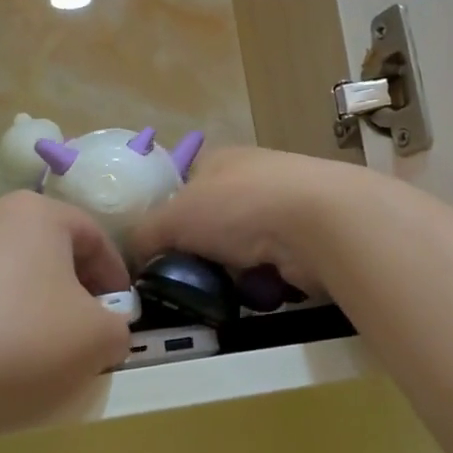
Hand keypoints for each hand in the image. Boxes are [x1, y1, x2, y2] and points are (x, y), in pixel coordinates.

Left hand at [0, 192, 132, 452]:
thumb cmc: (14, 343)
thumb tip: (105, 328)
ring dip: (30, 305)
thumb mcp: (94, 341)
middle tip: (80, 335)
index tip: (119, 317)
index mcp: (36, 212)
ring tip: (31, 352)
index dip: (116, 278)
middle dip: (72, 292)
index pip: (95, 237)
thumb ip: (117, 328)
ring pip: (8, 272)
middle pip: (49, 251)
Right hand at [130, 146, 370, 295]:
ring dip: (232, 271)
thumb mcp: (174, 217)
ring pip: (243, 248)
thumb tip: (132, 255)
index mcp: (219, 160)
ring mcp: (285, 206)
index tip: (158, 250)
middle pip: (213, 221)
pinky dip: (264, 282)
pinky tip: (259, 292)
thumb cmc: (238, 207)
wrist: (320, 221)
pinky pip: (273, 267)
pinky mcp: (309, 239)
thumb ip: (145, 233)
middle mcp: (253, 177)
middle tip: (185, 279)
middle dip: (201, 251)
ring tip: (220, 292)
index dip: (167, 216)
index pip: (184, 185)